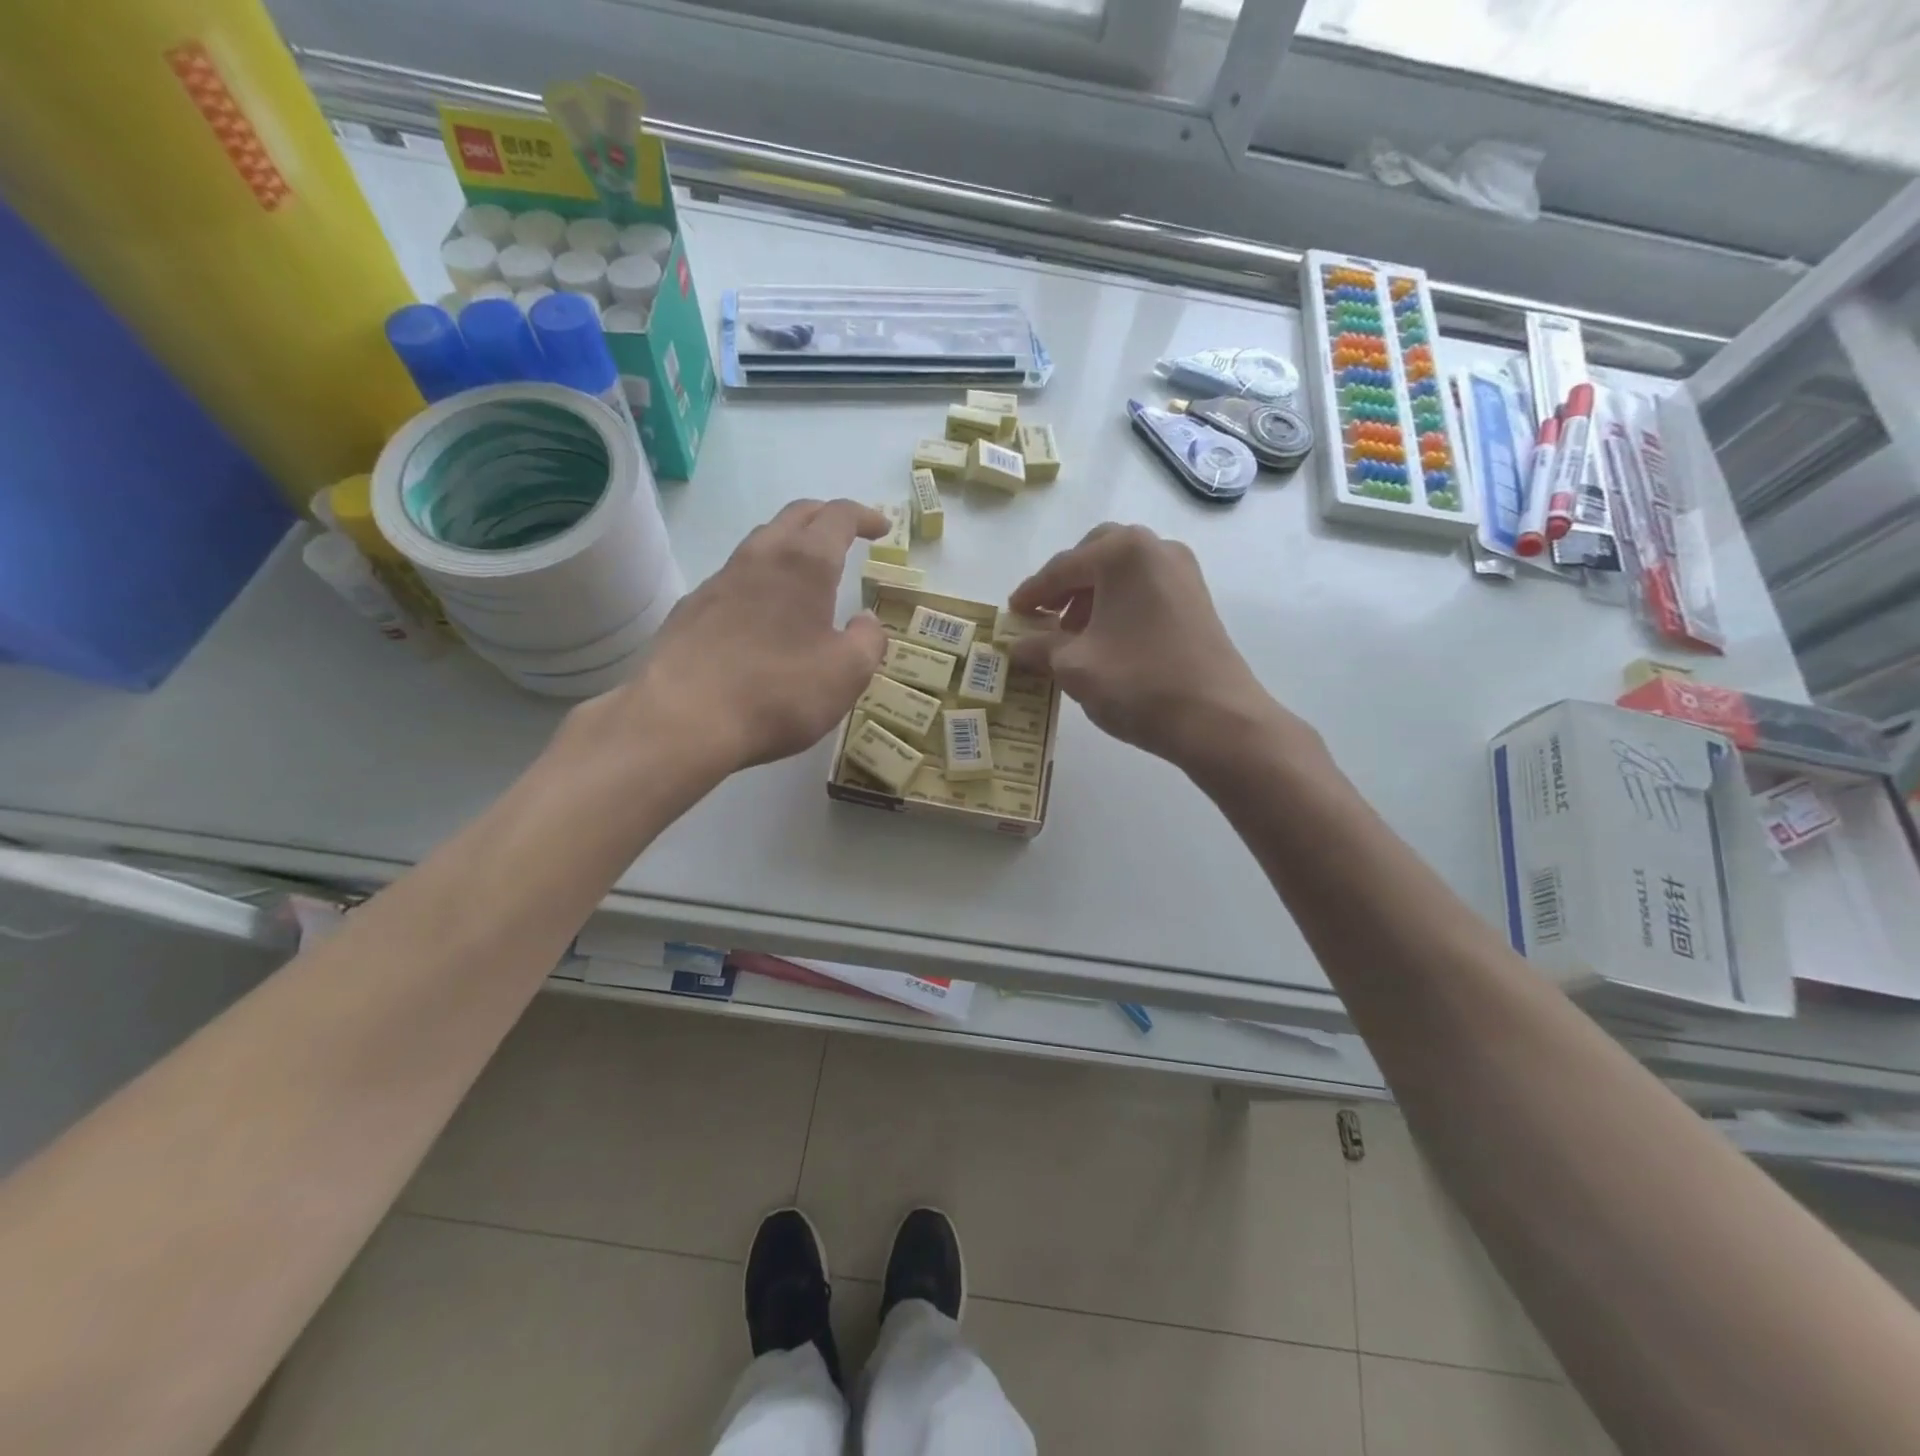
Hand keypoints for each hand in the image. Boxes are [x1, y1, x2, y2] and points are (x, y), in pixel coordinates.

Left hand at [568, 499, 888, 778]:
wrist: (683, 719)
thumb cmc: (779, 692)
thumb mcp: (847, 673)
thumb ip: (869, 640)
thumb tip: (865, 620)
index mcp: (804, 564)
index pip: (838, 516)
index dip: (864, 516)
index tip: (881, 528)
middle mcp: (760, 557)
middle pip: (795, 515)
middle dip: (826, 516)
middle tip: (847, 534)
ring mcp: (719, 580)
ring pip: (761, 542)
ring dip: (790, 544)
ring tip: (807, 571)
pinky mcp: (691, 609)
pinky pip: (734, 577)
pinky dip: (760, 578)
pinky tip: (762, 611)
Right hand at [1008, 523, 1289, 772]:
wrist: (1217, 719)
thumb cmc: (1138, 684)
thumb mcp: (1074, 667)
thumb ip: (1039, 647)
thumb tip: (1016, 644)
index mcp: (1123, 554)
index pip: (1062, 568)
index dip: (1032, 593)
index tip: (1012, 613)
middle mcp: (1155, 549)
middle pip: (1095, 555)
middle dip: (1066, 584)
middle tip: (1044, 616)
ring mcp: (1182, 571)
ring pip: (1122, 571)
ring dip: (1091, 594)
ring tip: (1072, 634)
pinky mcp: (1195, 598)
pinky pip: (1144, 588)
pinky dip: (1118, 603)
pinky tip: (1106, 639)